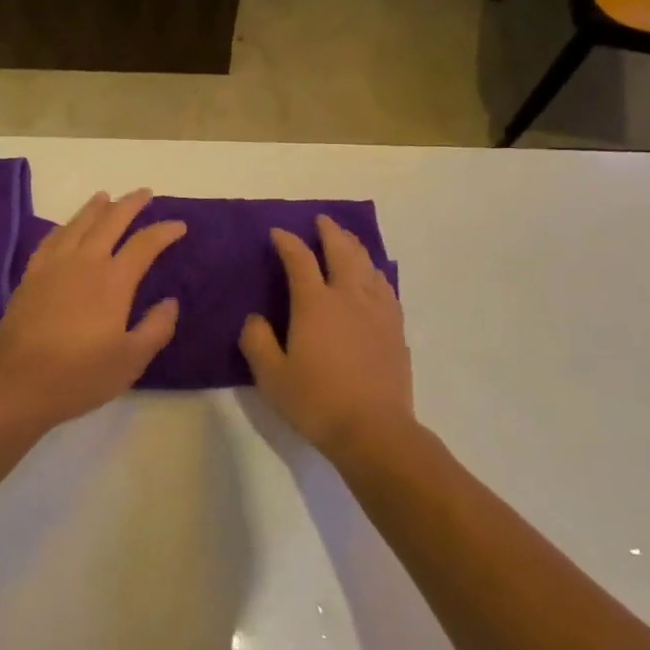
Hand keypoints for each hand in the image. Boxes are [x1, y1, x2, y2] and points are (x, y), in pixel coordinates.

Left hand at [0, 189, 186, 429]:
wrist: (18, 384)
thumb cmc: (80, 376)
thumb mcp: (131, 360)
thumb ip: (156, 328)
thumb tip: (170, 302)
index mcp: (113, 281)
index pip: (144, 244)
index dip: (164, 231)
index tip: (179, 225)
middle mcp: (84, 263)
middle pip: (110, 221)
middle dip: (130, 204)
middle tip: (145, 193)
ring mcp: (53, 267)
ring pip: (77, 224)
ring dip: (95, 208)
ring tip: (106, 197)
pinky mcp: (30, 277)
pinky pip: (50, 240)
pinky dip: (63, 227)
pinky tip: (66, 227)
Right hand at [239, 214, 414, 460]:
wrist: (373, 429)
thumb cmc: (316, 401)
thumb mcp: (271, 376)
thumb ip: (257, 341)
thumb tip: (255, 318)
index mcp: (315, 304)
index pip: (299, 260)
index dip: (287, 242)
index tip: (278, 232)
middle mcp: (348, 297)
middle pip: (341, 251)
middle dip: (329, 231)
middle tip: (321, 220)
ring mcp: (377, 311)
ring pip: (368, 265)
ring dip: (355, 247)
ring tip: (347, 240)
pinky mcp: (395, 328)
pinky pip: (386, 287)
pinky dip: (375, 272)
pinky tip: (374, 277)